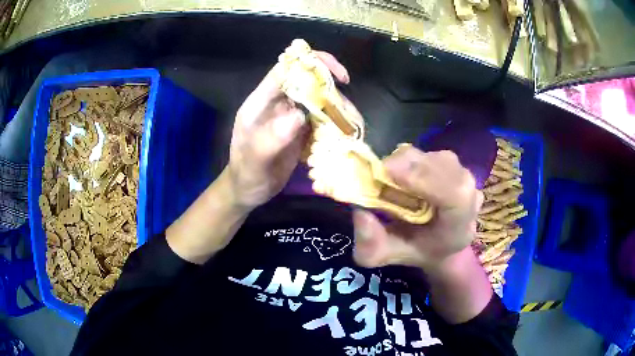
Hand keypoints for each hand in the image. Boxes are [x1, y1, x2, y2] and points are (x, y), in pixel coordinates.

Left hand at [228, 51, 349, 208]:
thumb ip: (271, 138)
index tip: (339, 77)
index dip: (312, 63)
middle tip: (348, 110)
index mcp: (262, 101)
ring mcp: (291, 116)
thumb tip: (298, 116)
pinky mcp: (301, 130)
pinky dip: (335, 122)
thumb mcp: (255, 159)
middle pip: (307, 81)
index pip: (286, 69)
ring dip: (337, 108)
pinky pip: (321, 118)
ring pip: (318, 99)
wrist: (249, 190)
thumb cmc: (247, 174)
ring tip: (350, 125)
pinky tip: (345, 133)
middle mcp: (278, 103)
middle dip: (332, 89)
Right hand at [352, 146, 483, 269]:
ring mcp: (464, 177)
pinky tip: (403, 175)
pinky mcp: (454, 164)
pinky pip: (432, 153)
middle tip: (380, 172)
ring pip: (436, 157)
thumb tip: (360, 213)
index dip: (425, 179)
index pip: (455, 195)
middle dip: (410, 166)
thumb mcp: (385, 256)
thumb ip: (371, 245)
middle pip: (445, 168)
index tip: (390, 172)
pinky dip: (412, 159)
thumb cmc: (415, 249)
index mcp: (459, 227)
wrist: (439, 241)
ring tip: (391, 178)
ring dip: (409, 162)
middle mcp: (469, 197)